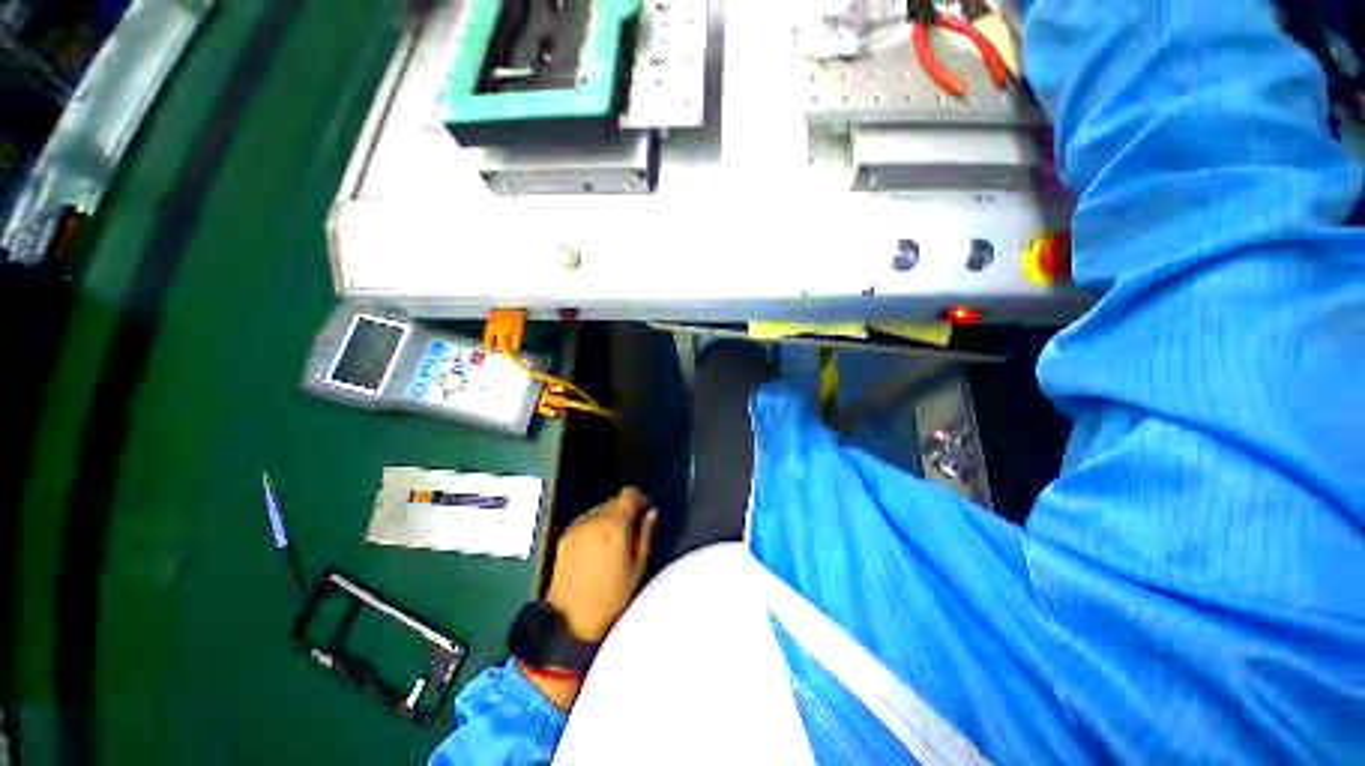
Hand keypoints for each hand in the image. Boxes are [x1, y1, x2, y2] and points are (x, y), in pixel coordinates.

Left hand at [546, 487, 658, 641]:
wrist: (570, 621)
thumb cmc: (612, 597)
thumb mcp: (638, 567)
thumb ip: (646, 534)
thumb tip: (652, 512)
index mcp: (614, 524)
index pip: (629, 494)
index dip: (641, 499)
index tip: (647, 512)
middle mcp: (593, 518)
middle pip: (613, 501)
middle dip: (625, 510)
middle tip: (632, 530)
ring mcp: (576, 526)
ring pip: (599, 510)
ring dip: (609, 518)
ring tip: (613, 541)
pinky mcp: (564, 536)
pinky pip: (585, 521)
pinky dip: (594, 526)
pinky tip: (596, 548)